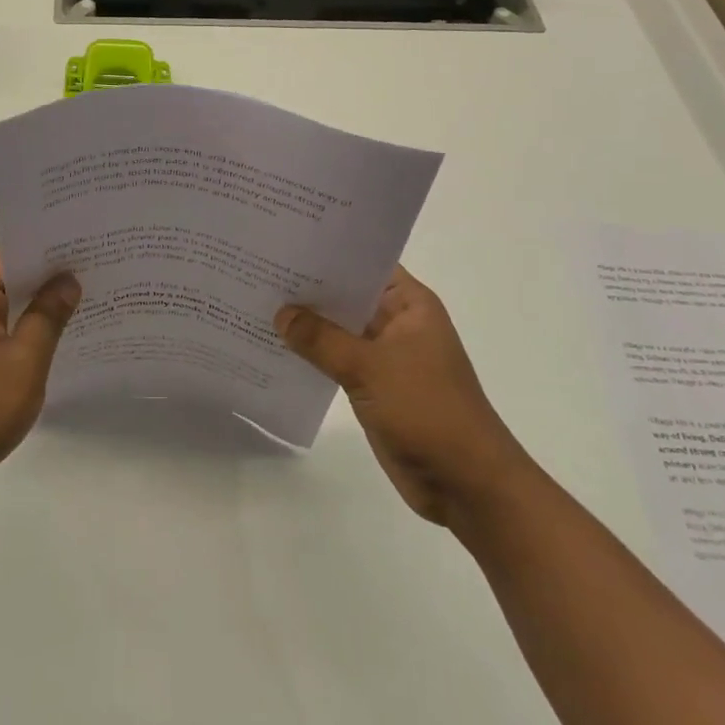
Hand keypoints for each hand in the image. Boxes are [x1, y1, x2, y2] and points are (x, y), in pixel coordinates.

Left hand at [0, 250, 79, 510]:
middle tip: (102, 272)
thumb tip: (68, 280)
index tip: (92, 247)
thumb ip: (48, 315)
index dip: (53, 250)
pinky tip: (62, 339)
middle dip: (52, 277)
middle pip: (12, 277)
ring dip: (42, 307)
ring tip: (92, 300)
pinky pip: (2, 331)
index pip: (15, 254)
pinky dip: (28, 331)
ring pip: (9, 306)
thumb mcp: (24, 360)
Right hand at [277, 268, 531, 529]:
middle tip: (258, 268)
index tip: (286, 241)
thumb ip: (321, 339)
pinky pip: (336, 360)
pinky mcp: (374, 386)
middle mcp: (397, 322)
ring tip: (256, 303)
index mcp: (409, 304)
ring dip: (307, 323)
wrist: (467, 484)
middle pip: (347, 295)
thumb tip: (280, 313)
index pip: (364, 264)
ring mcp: (385, 356)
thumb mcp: (369, 367)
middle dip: (308, 287)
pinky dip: (312, 355)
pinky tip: (274, 347)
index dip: (328, 252)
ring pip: (339, 329)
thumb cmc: (427, 410)